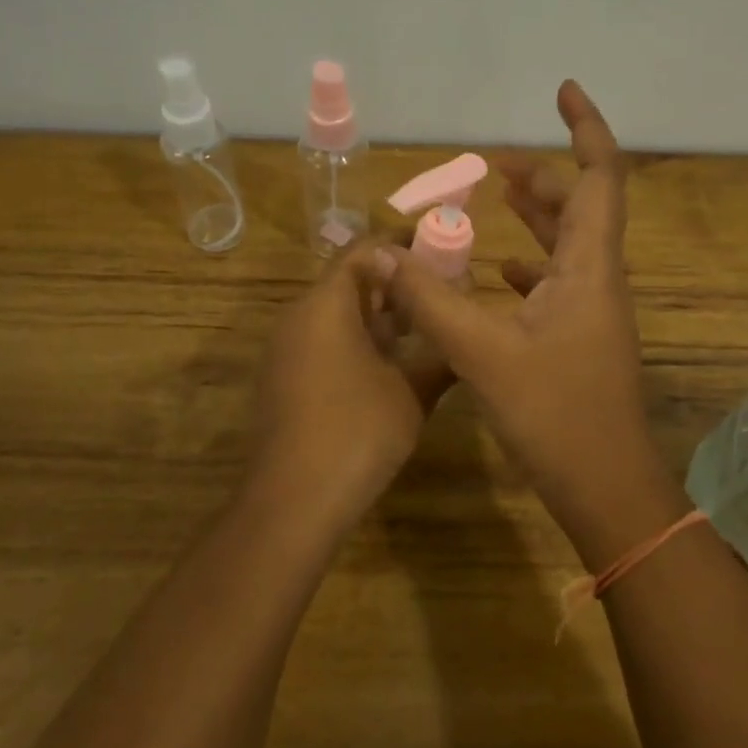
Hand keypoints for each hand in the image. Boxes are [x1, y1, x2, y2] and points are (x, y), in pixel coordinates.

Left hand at [244, 242, 450, 533]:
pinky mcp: (284, 380)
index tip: (442, 253)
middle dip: (396, 285)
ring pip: (336, 315)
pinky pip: (323, 342)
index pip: (365, 251)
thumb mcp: (413, 392)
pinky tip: (390, 367)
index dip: (404, 247)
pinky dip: (357, 342)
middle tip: (441, 295)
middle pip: (349, 281)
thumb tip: (464, 332)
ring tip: (424, 330)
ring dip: (378, 316)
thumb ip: (440, 354)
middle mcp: (299, 317)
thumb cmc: (358, 432)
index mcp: (326, 305)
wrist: (294, 500)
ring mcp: (286, 350)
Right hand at [375, 81, 681, 551]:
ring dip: (534, 218)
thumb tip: (380, 254)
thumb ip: (429, 299)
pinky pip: (555, 283)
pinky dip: (526, 266)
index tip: (562, 90)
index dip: (585, 128)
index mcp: (588, 268)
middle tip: (492, 166)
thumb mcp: (481, 352)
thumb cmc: (554, 414)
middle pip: (579, 207)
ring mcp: (592, 311)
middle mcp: (598, 279)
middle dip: (541, 177)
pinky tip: (493, 274)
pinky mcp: (579, 339)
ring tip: (490, 200)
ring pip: (566, 246)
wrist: (605, 485)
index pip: (599, 177)